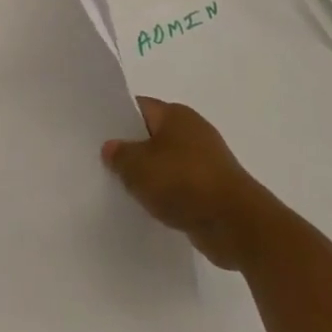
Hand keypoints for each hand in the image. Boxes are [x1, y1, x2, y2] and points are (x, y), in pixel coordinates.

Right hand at [103, 97, 270, 269]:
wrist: (236, 224)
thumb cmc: (183, 182)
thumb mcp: (138, 167)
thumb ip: (119, 155)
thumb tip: (111, 148)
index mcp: (176, 114)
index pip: (139, 107)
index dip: (116, 118)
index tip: (96, 133)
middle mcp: (192, 131)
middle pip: (152, 135)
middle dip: (130, 148)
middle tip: (102, 162)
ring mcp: (205, 161)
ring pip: (165, 162)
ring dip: (148, 175)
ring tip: (121, 187)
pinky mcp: (212, 188)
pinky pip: (179, 185)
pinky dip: (166, 194)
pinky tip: (148, 206)